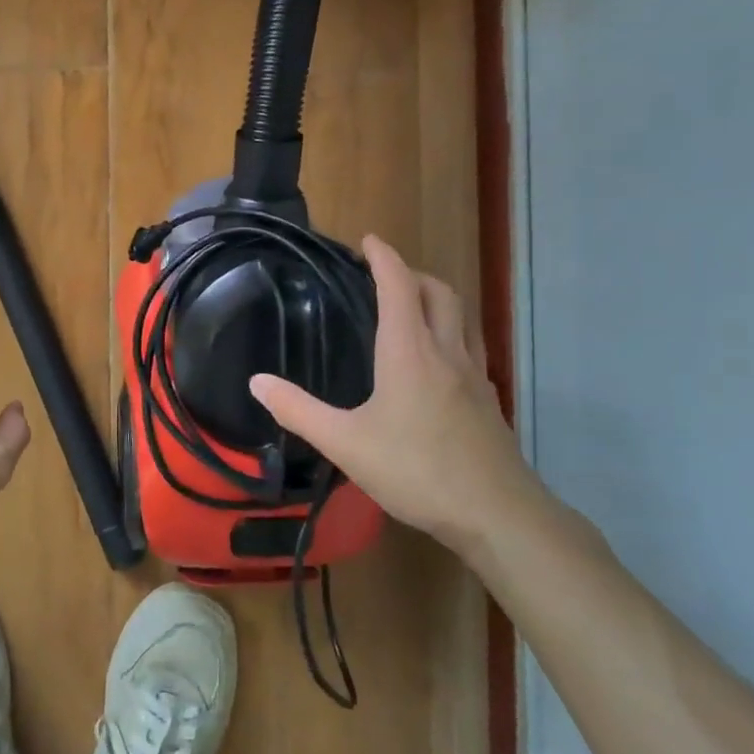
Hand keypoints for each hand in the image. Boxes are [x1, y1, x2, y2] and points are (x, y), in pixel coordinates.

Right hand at [249, 236, 544, 550]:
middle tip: (385, 274)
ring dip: (438, 298)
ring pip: (462, 317)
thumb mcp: (344, 443)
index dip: (384, 257)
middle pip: (439, 292)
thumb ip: (298, 410)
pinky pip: (470, 346)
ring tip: (413, 306)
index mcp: (409, 351)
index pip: (399, 286)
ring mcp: (474, 376)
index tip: (368, 239)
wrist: (497, 514)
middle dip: (413, 272)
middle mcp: (446, 352)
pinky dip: (451, 332)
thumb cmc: (416, 470)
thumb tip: (256, 381)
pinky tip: (437, 361)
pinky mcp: (488, 400)